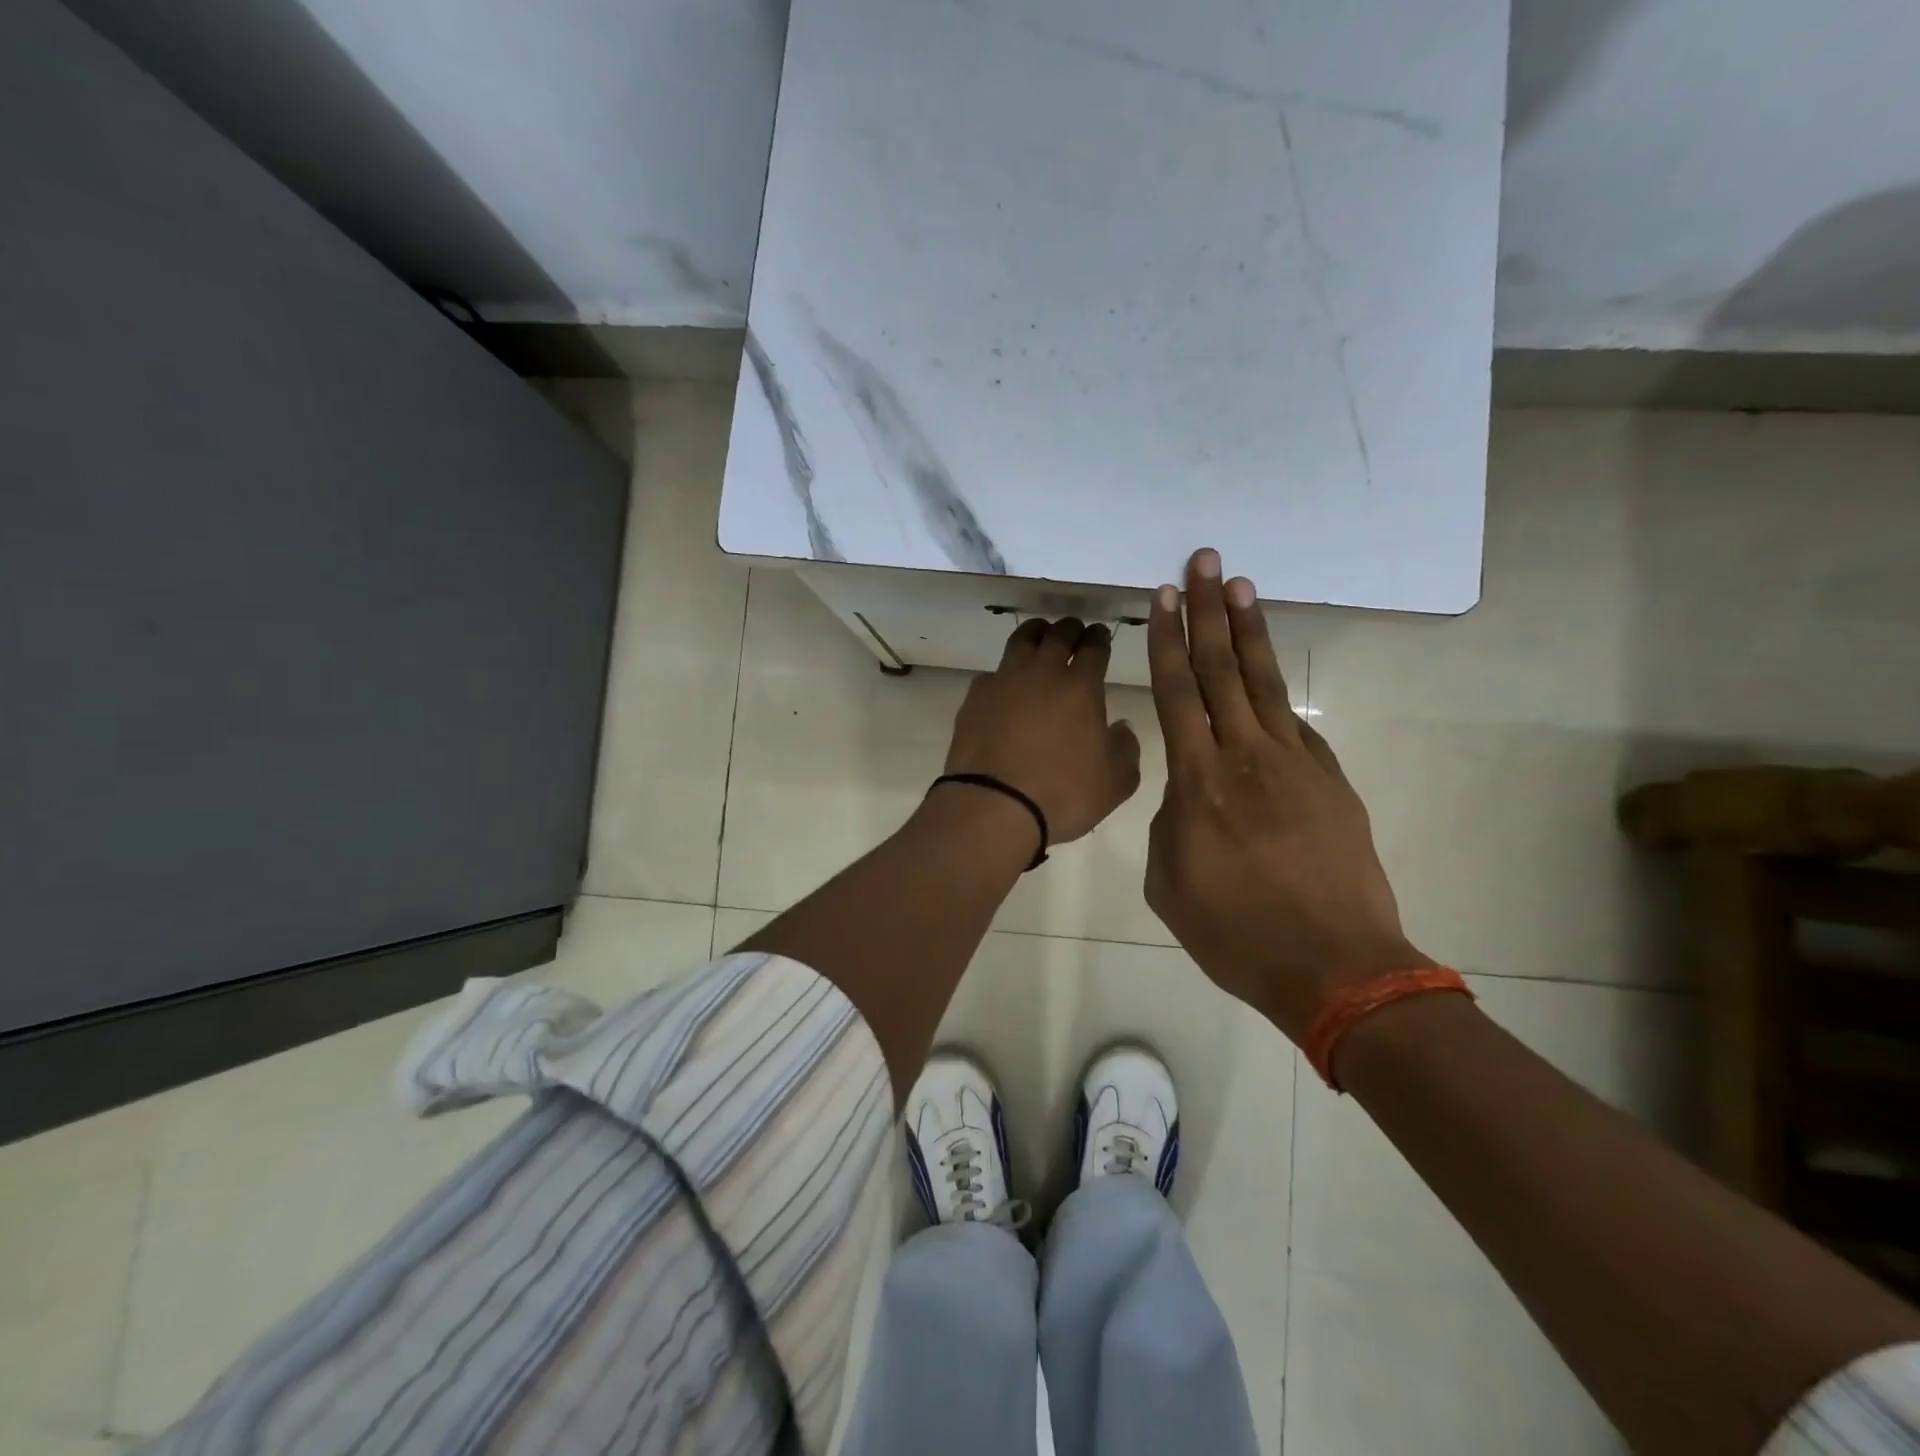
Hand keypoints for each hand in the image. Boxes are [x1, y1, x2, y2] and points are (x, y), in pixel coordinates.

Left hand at [942, 618, 1141, 847]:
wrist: (994, 806)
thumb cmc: (1063, 794)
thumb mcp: (1115, 782)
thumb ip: (1126, 749)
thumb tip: (1121, 727)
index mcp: (1081, 686)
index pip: (1094, 647)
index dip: (1099, 638)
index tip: (1100, 635)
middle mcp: (1042, 673)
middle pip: (1058, 634)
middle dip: (1070, 629)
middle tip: (1074, 631)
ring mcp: (1004, 681)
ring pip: (1021, 641)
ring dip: (1035, 634)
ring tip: (1040, 637)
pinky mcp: (975, 698)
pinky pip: (992, 674)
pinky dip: (1003, 674)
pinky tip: (1005, 686)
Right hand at [1143, 549, 1431, 1043]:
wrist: (1335, 967)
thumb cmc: (1235, 932)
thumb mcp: (1168, 882)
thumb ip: (1169, 823)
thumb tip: (1188, 794)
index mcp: (1198, 782)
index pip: (1179, 692)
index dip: (1168, 640)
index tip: (1163, 596)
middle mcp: (1246, 757)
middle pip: (1223, 669)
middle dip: (1209, 611)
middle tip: (1204, 561)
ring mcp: (1296, 765)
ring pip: (1265, 684)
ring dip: (1250, 631)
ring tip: (1240, 586)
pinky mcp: (1330, 781)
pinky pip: (1297, 726)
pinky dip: (1279, 695)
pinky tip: (1270, 675)